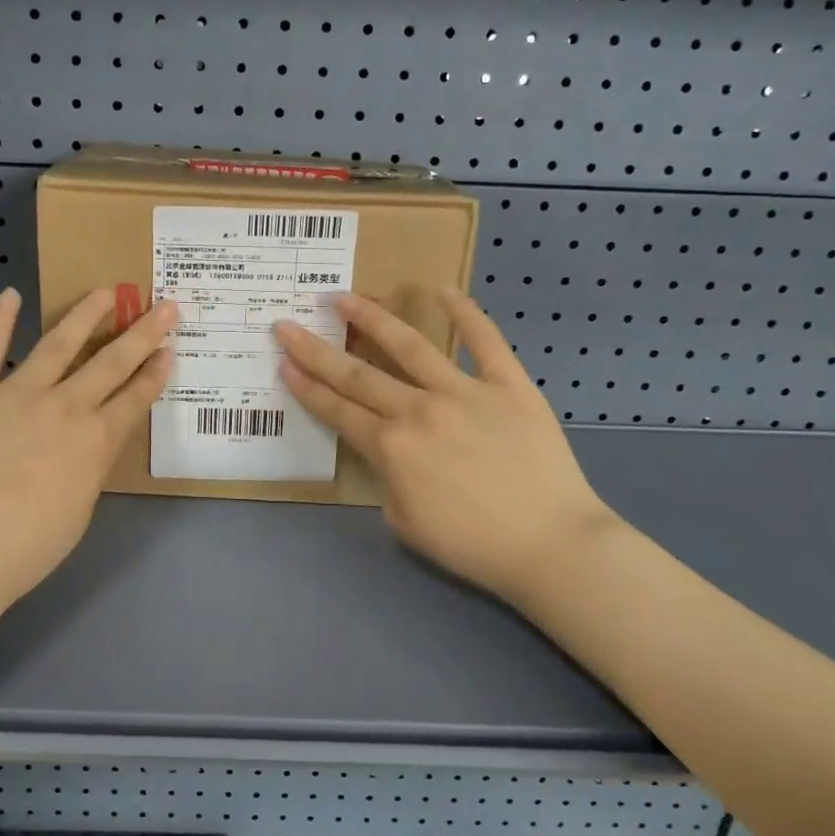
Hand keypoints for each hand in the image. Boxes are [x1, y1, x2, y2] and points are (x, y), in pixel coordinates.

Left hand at [0, 287, 174, 609]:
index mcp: (95, 441)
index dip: (155, 372)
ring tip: (104, 291)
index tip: (170, 348)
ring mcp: (16, 393)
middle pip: (111, 362)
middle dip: (142, 333)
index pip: (134, 398)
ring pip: (59, 343)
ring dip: (85, 315)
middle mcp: (64, 406)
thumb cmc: (25, 548)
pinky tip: (11, 295)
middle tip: (164, 305)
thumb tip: (85, 447)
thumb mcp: (79, 512)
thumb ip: (88, 469)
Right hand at [275, 289, 618, 606]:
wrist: (551, 545)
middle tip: (287, 325)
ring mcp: (464, 392)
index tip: (283, 362)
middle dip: (316, 350)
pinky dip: (465, 313)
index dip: (306, 387)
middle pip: (357, 374)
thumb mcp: (404, 523)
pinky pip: (484, 341)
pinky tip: (442, 290)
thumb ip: (387, 479)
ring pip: (409, 346)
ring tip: (345, 298)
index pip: (338, 410)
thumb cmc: (472, 545)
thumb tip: (391, 451)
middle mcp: (418, 411)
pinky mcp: (508, 385)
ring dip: (372, 319)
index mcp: (391, 448)